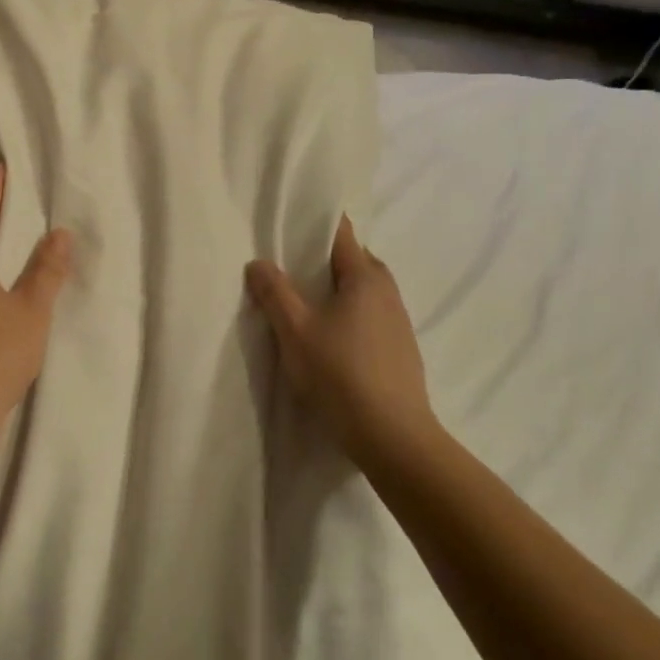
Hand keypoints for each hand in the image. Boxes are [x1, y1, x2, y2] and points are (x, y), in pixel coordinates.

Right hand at [246, 217, 437, 467]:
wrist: (393, 436)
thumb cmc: (340, 373)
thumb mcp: (295, 331)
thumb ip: (274, 292)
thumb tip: (258, 263)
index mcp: (364, 276)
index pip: (342, 233)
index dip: (317, 224)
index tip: (291, 224)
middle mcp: (387, 290)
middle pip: (354, 260)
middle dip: (324, 258)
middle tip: (290, 267)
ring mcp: (398, 321)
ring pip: (364, 290)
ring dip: (338, 290)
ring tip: (306, 304)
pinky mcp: (401, 348)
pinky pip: (371, 315)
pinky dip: (350, 314)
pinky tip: (332, 338)